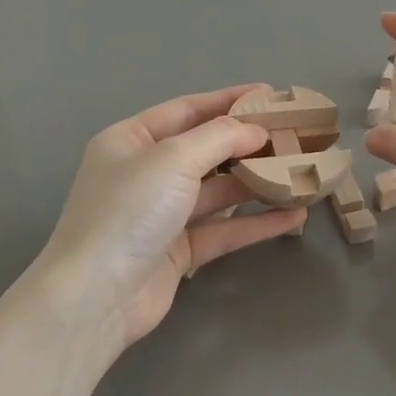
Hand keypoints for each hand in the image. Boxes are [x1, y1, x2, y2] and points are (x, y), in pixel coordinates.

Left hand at [32, 86, 306, 354]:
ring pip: (217, 191)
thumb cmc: (129, 212)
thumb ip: (219, 138)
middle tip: (294, 135)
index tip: (270, 95)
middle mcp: (144, 173)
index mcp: (131, 140)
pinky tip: (292, 217)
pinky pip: (222, 228)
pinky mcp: (177, 251)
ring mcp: (161, 214)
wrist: (95, 299)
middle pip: (205, 150)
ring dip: (256, 182)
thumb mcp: (173, 159)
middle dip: (248, 143)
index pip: (187, 110)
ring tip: (300, 172)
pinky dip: (255, 222)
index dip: (228, 100)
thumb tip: (255, 130)